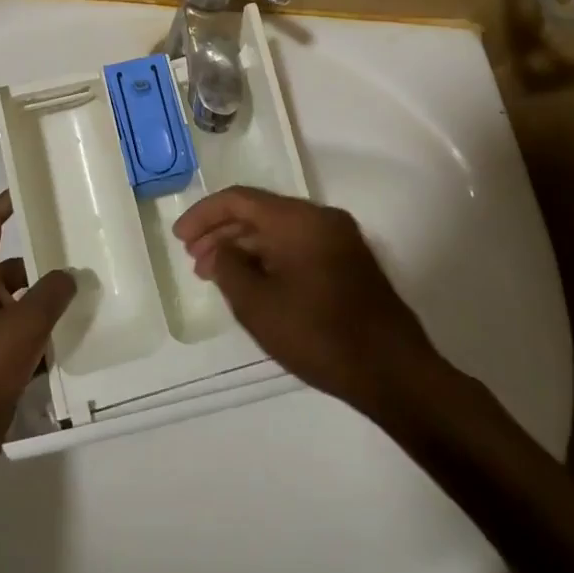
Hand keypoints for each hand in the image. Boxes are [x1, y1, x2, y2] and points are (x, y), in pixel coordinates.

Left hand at [0, 192, 74, 477]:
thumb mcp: (24, 323)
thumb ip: (52, 293)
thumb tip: (71, 274)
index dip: (3, 203)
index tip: (28, 190)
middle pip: (13, 267)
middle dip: (43, 262)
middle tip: (80, 256)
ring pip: (23, 305)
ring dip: (49, 303)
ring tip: (88, 298)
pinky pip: (27, 339)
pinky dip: (47, 338)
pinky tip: (76, 344)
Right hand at [173, 186, 438, 411]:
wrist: (394, 373)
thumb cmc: (319, 335)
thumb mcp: (258, 305)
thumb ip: (228, 269)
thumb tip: (217, 251)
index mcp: (298, 219)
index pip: (240, 199)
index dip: (204, 214)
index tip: (179, 238)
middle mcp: (321, 218)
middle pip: (260, 212)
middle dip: (222, 233)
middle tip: (194, 260)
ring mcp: (340, 239)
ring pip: (279, 230)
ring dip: (245, 247)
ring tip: (217, 275)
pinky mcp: (349, 261)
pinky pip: (298, 246)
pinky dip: (270, 258)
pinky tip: (253, 282)